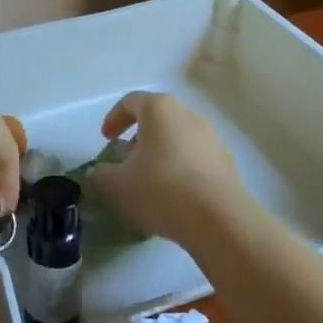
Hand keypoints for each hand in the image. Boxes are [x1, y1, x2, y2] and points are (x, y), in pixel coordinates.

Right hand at [88, 91, 244, 244]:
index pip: (131, 102)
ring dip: (162, 155)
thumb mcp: (118, 185)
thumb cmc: (161, 189)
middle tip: (127, 162)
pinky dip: (183, 171)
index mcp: (160, 109)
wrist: (219, 220)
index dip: (114, 118)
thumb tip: (94, 175)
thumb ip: (100, 176)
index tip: (106, 140)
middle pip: (158, 119)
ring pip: (179, 139)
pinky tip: (177, 198)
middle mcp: (188, 115)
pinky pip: (198, 160)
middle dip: (139, 138)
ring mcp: (212, 139)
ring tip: (151, 183)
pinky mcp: (228, 164)